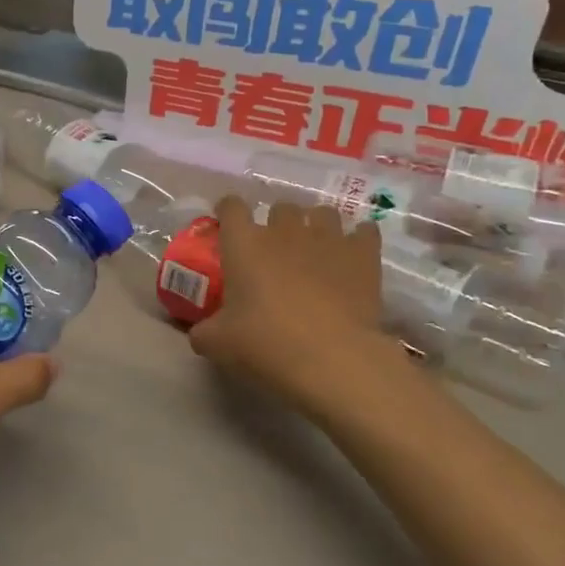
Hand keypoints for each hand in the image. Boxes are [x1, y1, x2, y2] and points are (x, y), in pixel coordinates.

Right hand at [188, 196, 414, 420]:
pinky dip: (359, 238)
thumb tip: (199, 333)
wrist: (333, 359)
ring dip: (317, 225)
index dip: (228, 211)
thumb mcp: (217, 343)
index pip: (231, 206)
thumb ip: (203, 331)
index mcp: (244, 244)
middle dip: (276, 222)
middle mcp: (284, 231)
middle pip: (280, 206)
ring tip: (316, 247)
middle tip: (275, 249)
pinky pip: (365, 231)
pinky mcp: (363, 255)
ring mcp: (327, 239)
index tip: (228, 225)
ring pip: (322, 212)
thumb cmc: (266, 344)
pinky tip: (354, 255)